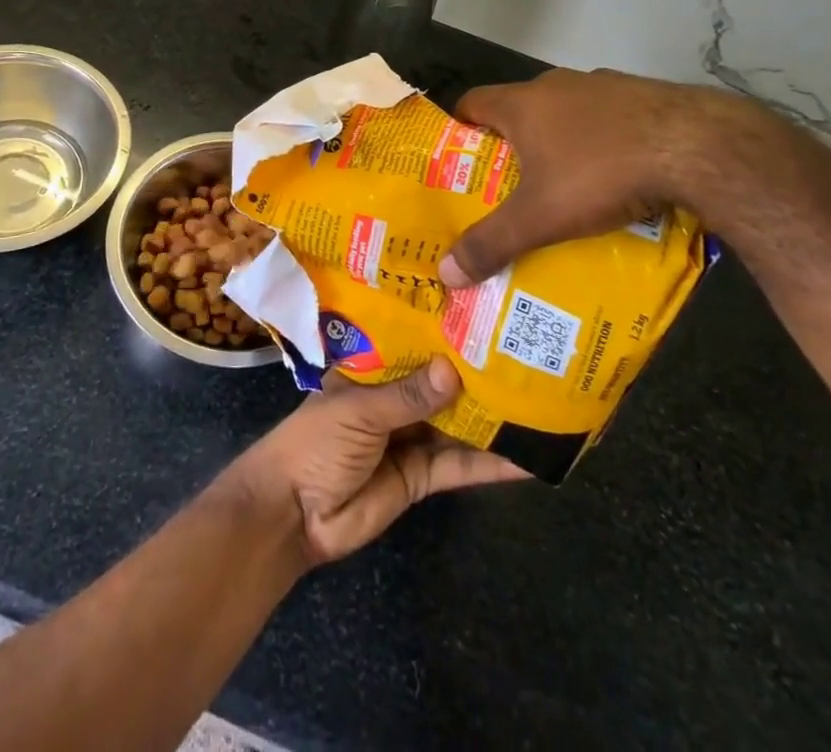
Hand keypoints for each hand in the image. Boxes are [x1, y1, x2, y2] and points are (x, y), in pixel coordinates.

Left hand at [222, 358, 527, 565]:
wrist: (293, 514)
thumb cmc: (316, 443)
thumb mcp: (359, 411)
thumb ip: (407, 395)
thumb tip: (453, 370)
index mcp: (371, 370)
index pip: (411, 344)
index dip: (443, 333)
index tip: (484, 315)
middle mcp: (393, 398)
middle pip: (440, 384)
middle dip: (475, 374)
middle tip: (525, 357)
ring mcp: (409, 437)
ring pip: (456, 423)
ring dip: (490, 418)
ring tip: (538, 403)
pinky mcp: (421, 477)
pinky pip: (459, 466)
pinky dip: (489, 464)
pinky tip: (526, 458)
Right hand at [441, 67, 757, 287]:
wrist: (697, 146)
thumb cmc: (601, 173)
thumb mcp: (541, 217)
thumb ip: (492, 243)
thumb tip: (445, 273)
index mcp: (523, 103)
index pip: (472, 101)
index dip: (459, 127)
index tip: (457, 156)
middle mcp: (556, 84)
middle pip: (519, 108)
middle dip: (512, 143)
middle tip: (509, 182)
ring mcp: (603, 85)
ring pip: (566, 112)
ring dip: (560, 139)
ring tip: (565, 183)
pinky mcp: (643, 94)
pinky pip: (608, 117)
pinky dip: (602, 139)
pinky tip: (618, 174)